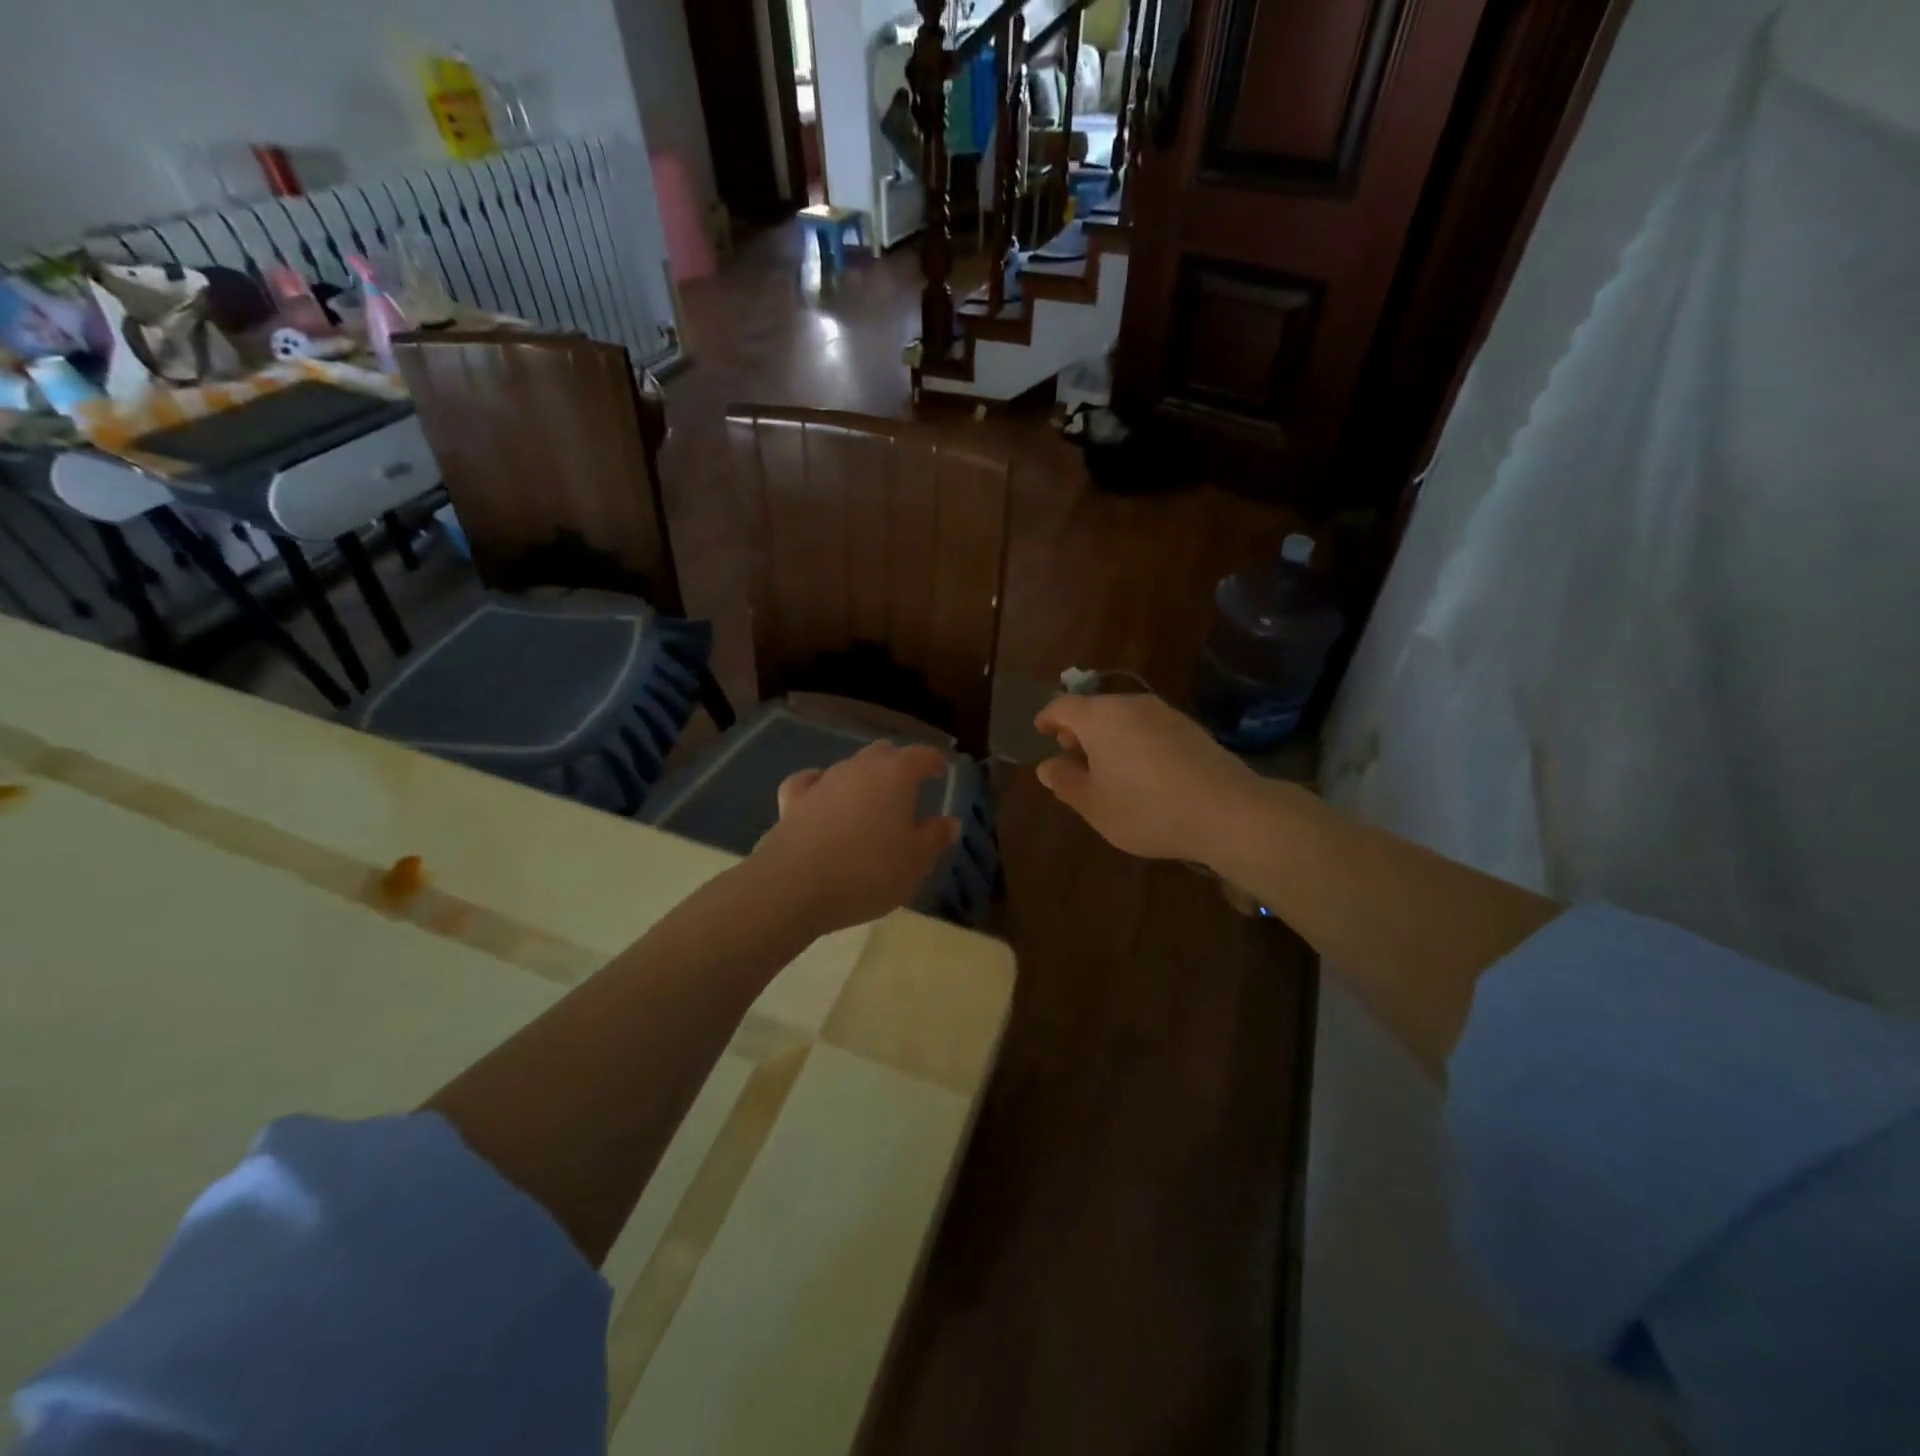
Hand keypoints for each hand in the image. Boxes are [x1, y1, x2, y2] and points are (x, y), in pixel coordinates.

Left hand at [749, 741, 961, 936]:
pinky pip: (810, 782)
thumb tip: (949, 821)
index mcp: (896, 775)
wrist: (794, 886)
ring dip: (862, 778)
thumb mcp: (915, 862)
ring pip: (848, 766)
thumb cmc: (868, 871)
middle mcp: (859, 768)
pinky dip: (819, 786)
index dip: (933, 761)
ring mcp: (822, 781)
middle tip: (908, 784)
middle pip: (882, 753)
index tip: (940, 770)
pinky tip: (820, 796)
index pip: (921, 755)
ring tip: (869, 800)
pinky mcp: (791, 801)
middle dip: (897, 763)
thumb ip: (935, 837)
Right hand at [1033, 693, 1256, 863]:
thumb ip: (1065, 782)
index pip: (1062, 706)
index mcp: (1100, 717)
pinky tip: (1141, 771)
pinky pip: (1149, 727)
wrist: (1227, 811)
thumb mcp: (1094, 805)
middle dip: (1079, 729)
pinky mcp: (1191, 728)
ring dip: (1108, 736)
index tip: (1040, 731)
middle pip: (1095, 709)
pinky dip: (1134, 741)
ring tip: (1105, 767)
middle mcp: (1131, 704)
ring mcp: (1165, 713)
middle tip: (1071, 754)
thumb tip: (1047, 766)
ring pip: (1124, 717)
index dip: (1047, 718)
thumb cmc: (1147, 809)